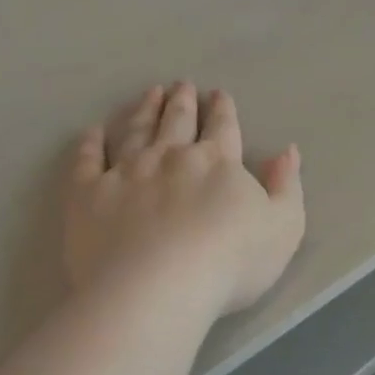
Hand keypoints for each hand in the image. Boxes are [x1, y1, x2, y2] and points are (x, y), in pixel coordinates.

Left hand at [65, 83, 304, 318]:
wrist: (156, 289)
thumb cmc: (229, 263)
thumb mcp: (282, 228)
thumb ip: (286, 187)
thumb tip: (287, 151)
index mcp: (216, 163)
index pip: (222, 128)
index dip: (222, 110)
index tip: (218, 95)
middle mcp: (169, 157)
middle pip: (177, 122)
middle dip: (181, 102)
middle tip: (180, 85)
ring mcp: (125, 173)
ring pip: (135, 131)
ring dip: (144, 111)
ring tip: (149, 95)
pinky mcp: (88, 194)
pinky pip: (87, 161)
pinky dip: (90, 144)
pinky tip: (93, 133)